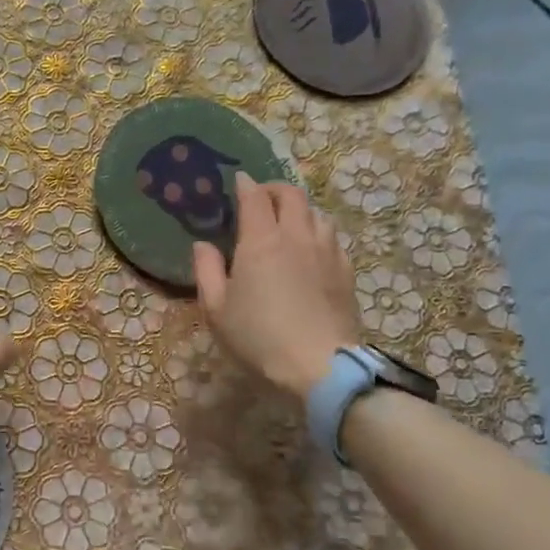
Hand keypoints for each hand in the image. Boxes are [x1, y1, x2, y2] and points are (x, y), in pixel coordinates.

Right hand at [192, 173, 363, 397]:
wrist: (320, 367)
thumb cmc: (258, 337)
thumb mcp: (216, 309)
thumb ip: (206, 271)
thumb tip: (202, 245)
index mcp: (261, 240)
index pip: (254, 196)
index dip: (245, 185)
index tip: (237, 182)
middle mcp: (296, 236)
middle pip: (292, 195)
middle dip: (274, 189)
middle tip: (261, 199)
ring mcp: (326, 252)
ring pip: (316, 213)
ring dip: (299, 210)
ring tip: (287, 223)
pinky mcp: (346, 271)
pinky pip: (332, 238)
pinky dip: (318, 233)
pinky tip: (311, 250)